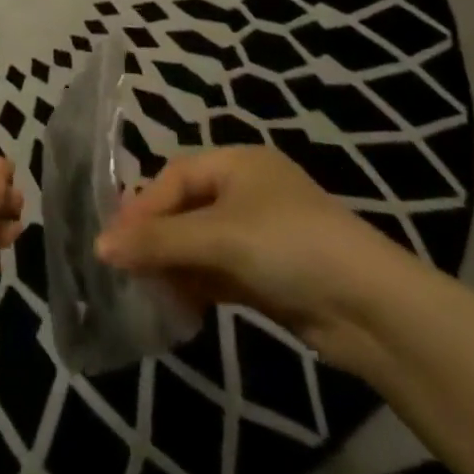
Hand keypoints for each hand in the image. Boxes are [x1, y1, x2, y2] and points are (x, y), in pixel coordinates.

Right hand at [95, 146, 424, 371]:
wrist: (374, 311)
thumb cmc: (290, 246)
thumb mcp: (218, 237)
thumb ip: (158, 241)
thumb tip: (100, 246)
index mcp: (237, 163)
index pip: (175, 178)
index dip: (143, 207)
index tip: (114, 240)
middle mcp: (246, 191)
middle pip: (186, 209)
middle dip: (156, 238)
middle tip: (125, 267)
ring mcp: (260, 234)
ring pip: (201, 243)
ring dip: (174, 265)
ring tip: (147, 291)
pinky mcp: (269, 274)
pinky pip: (219, 271)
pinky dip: (198, 284)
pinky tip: (178, 305)